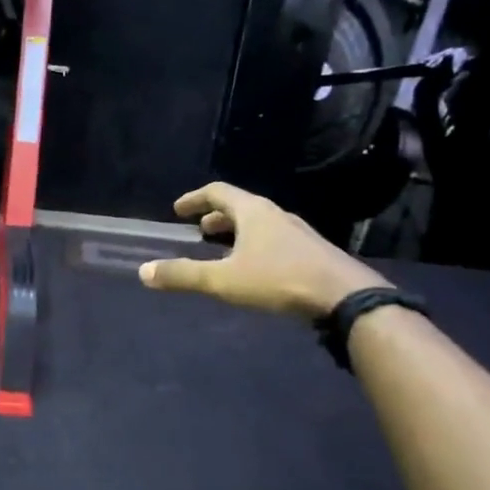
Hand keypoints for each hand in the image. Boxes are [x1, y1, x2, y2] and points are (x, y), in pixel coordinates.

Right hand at [137, 182, 390, 318]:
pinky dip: (255, 246)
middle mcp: (275, 215)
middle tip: (199, 230)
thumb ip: (184, 275)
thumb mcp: (224, 280)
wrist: (345, 297)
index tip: (178, 209)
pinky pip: (274, 240)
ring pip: (259, 225)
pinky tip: (254, 270)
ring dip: (237, 232)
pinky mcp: (311, 252)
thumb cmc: (279, 280)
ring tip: (223, 250)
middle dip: (216, 216)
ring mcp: (297, 233)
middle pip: (240, 206)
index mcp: (253, 212)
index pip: (218, 191)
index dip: (195, 198)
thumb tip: (144, 271)